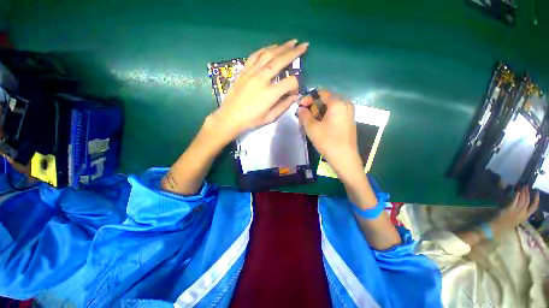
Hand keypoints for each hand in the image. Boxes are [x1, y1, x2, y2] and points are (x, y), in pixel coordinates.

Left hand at [211, 39, 308, 140]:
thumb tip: (294, 96)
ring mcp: (251, 73)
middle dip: (294, 52)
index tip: (293, 92)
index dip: (296, 86)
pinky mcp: (243, 71)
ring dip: (281, 47)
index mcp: (270, 94)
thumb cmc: (251, 120)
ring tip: (291, 42)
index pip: (290, 81)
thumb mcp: (270, 117)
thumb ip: (284, 106)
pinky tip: (272, 47)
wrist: (230, 117)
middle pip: (280, 61)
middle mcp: (262, 79)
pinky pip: (255, 56)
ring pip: (268, 54)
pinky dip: (265, 50)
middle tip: (304, 45)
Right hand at [298, 90, 361, 177]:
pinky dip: (325, 118)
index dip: (308, 98)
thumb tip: (301, 108)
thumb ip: (304, 115)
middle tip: (306, 119)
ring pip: (330, 108)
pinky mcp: (348, 121)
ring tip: (311, 125)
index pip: (321, 93)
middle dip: (314, 108)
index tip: (300, 107)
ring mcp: (349, 113)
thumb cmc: (328, 141)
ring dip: (318, 114)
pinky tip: (320, 127)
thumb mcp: (311, 128)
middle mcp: (346, 104)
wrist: (344, 158)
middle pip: (326, 100)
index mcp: (338, 103)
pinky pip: (335, 114)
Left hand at [491, 186, 539, 232]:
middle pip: (527, 201)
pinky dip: (517, 195)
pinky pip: (515, 200)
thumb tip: (521, 203)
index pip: (534, 207)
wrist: (497, 227)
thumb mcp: (517, 218)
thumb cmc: (506, 223)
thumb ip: (520, 212)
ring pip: (522, 199)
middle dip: (528, 193)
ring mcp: (516, 211)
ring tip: (522, 187)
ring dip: (523, 192)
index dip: (536, 200)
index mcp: (525, 217)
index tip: (537, 193)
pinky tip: (517, 191)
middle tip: (527, 186)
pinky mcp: (510, 208)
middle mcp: (523, 213)